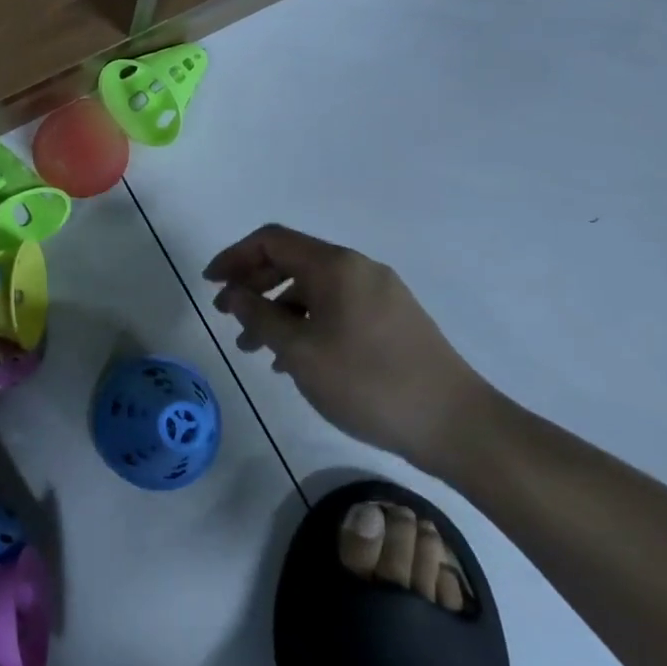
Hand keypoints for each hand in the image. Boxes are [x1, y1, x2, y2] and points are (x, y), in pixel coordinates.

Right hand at [204, 224, 496, 472]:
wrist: (455, 424)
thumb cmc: (368, 383)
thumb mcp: (300, 352)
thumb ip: (259, 316)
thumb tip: (233, 294)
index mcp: (335, 266)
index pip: (272, 241)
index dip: (234, 257)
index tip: (211, 285)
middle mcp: (358, 268)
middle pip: (292, 261)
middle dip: (254, 285)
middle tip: (228, 318)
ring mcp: (380, 293)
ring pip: (313, 289)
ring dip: (278, 310)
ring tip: (255, 349)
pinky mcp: (393, 319)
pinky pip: (336, 308)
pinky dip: (307, 323)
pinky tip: (294, 359)